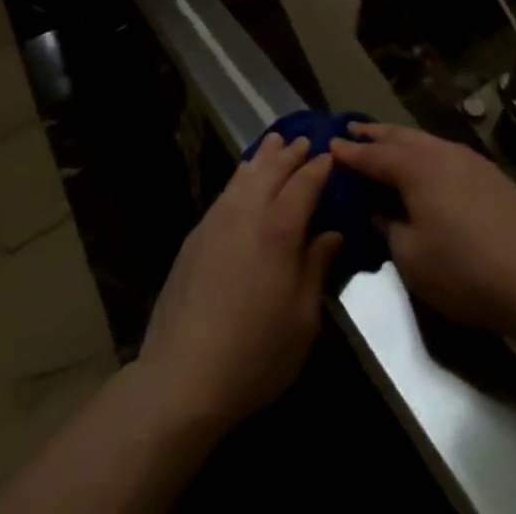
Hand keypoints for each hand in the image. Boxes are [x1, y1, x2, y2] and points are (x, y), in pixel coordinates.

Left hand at [136, 133, 341, 432]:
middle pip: (272, 170)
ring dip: (263, 157)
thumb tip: (331, 235)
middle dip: (291, 154)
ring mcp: (217, 220)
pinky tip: (243, 178)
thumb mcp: (302, 320)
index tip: (331, 155)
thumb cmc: (255, 354)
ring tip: (275, 142)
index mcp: (279, 230)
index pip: (304, 184)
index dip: (319, 168)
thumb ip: (317, 268)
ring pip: (244, 175)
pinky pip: (225, 191)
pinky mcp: (196, 234)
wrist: (183, 375)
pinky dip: (241, 176)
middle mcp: (247, 213)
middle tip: (305, 141)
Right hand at [331, 122, 515, 343]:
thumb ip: (388, 228)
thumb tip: (378, 211)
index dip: (349, 151)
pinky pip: (445, 151)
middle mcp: (440, 152)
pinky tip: (425, 164)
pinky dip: (424, 152)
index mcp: (415, 168)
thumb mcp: (412, 259)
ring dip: (400, 140)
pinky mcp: (490, 173)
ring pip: (424, 140)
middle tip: (351, 129)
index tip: (329, 143)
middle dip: (373, 134)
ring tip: (384, 142)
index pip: (373, 155)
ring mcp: (468, 159)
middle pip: (399, 137)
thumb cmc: (465, 272)